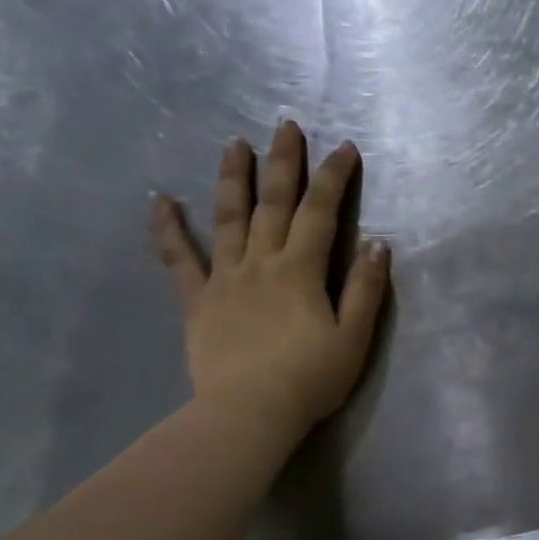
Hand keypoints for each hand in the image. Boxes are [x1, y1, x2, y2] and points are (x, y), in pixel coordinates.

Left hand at [151, 121, 388, 448]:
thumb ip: (367, 289)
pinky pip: (178, 259)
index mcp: (302, 270)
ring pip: (227, 218)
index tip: (344, 147)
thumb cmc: (310, 379)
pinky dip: (167, 228)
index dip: (334, 177)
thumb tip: (378, 245)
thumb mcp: (354, 337)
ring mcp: (225, 278)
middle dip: (283, 161)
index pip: (322, 212)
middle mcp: (262, 262)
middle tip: (285, 125)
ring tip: (234, 143)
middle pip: (274, 202)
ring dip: (232, 178)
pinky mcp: (197, 301)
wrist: (248, 414)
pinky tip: (159, 199)